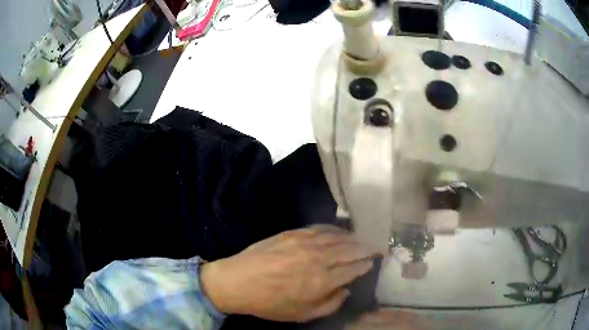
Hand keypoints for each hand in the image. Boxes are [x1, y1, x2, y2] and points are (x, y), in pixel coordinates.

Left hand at [201, 225, 380, 321]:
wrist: (238, 281)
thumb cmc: (270, 303)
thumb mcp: (302, 314)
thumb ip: (330, 303)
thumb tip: (346, 290)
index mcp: (322, 280)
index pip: (354, 269)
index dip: (366, 265)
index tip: (374, 262)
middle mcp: (319, 258)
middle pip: (350, 250)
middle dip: (367, 248)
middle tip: (378, 247)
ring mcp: (305, 242)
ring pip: (338, 237)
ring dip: (354, 238)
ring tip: (363, 239)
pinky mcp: (293, 233)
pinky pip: (320, 229)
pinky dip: (334, 230)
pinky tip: (339, 232)